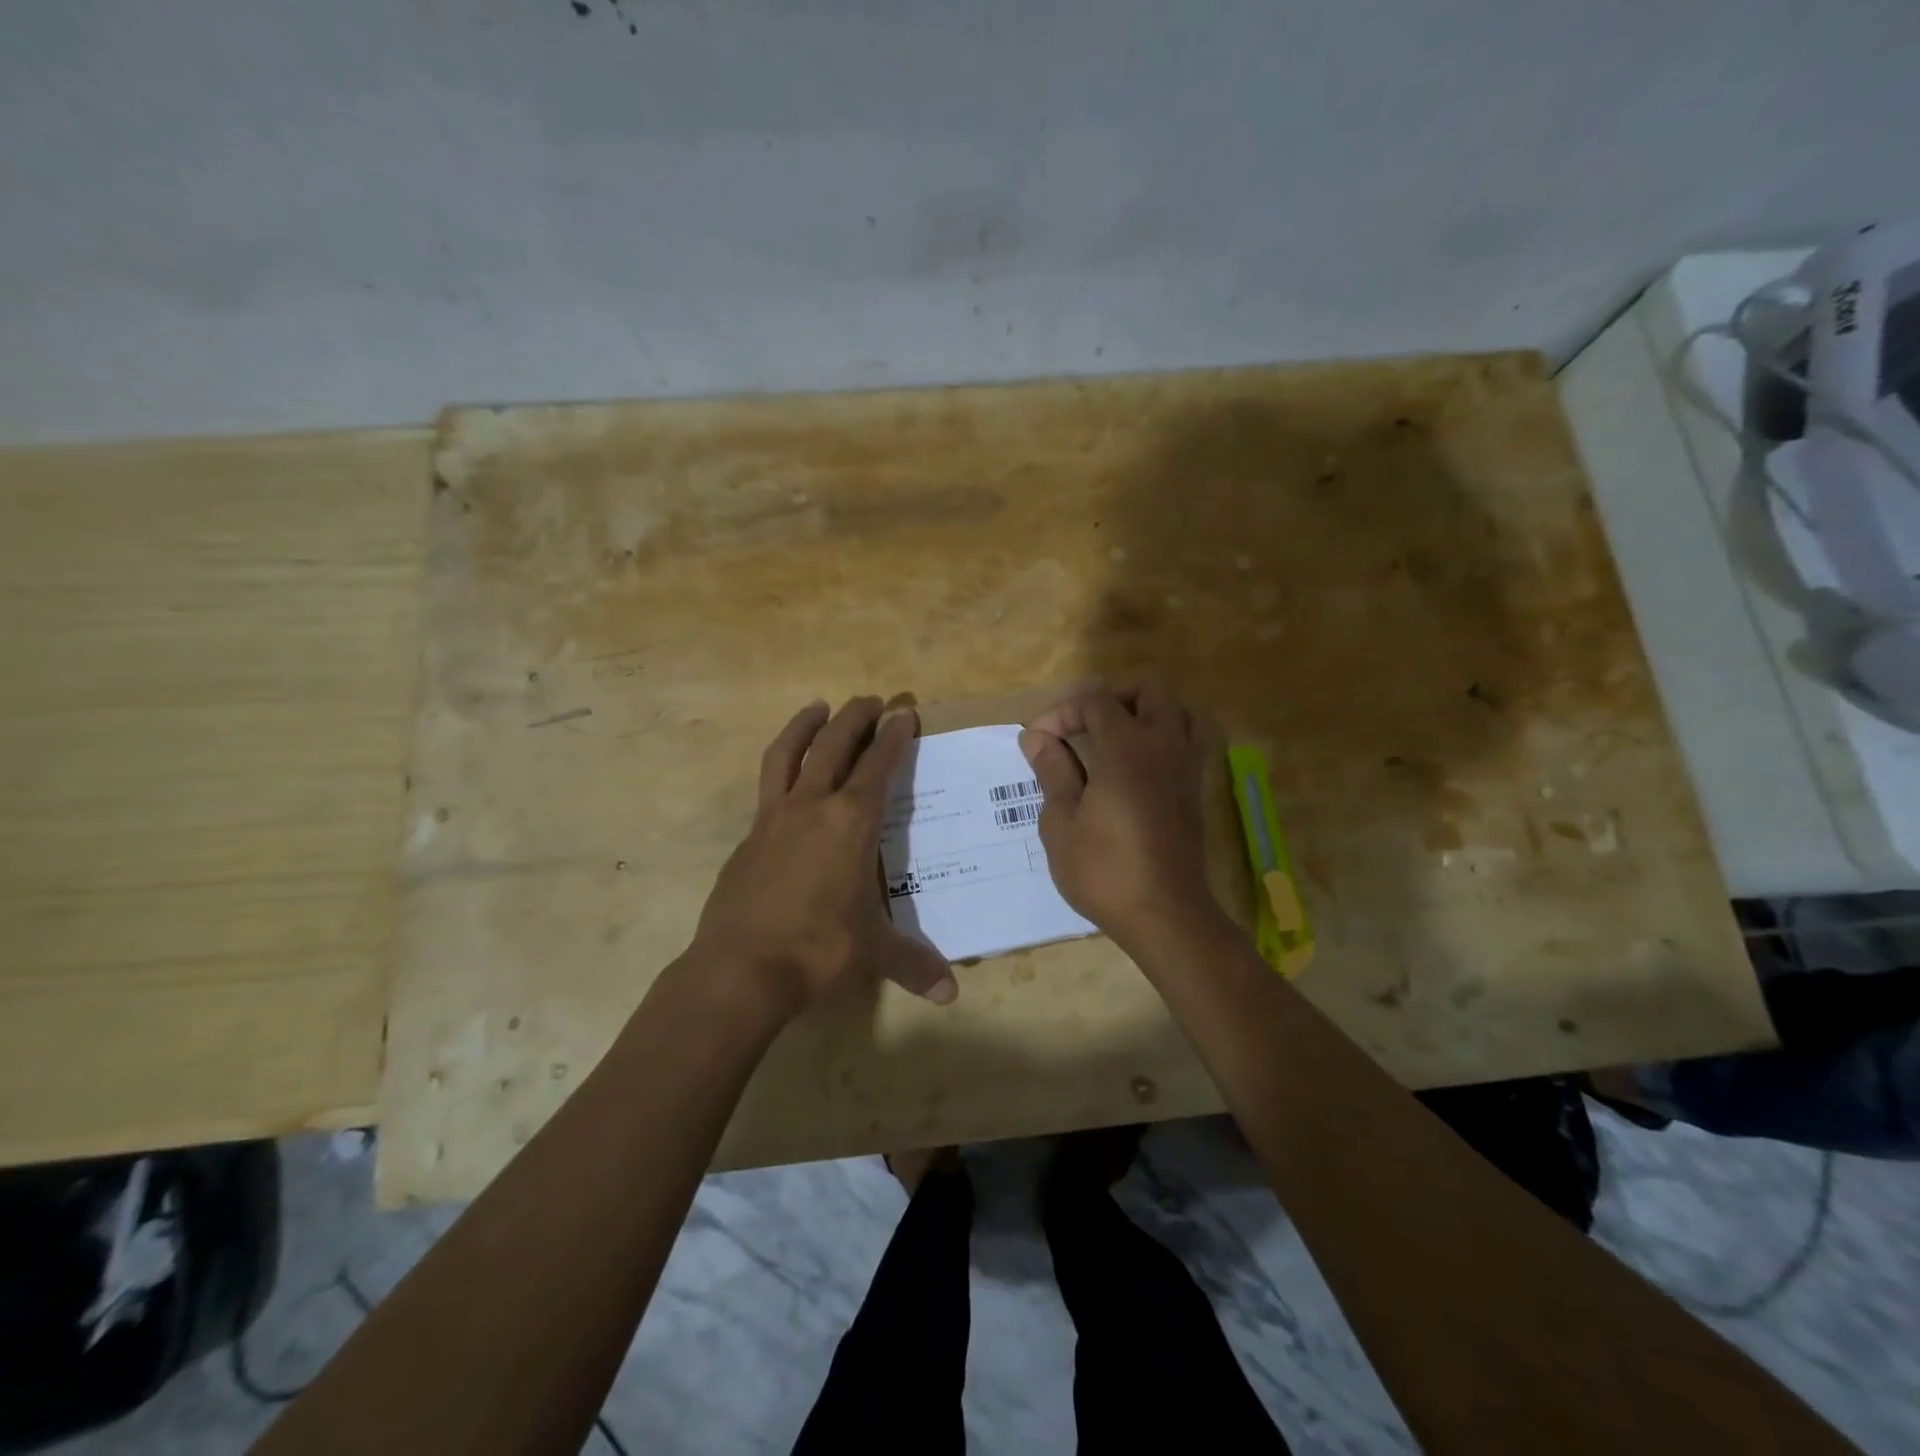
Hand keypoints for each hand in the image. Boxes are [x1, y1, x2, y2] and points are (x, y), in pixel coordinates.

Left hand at [690, 696, 957, 1017]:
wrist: (740, 969)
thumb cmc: (818, 949)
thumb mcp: (872, 953)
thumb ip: (913, 964)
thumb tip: (950, 994)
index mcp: (851, 822)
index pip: (878, 765)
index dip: (893, 737)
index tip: (903, 714)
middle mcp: (811, 807)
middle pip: (833, 745)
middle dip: (854, 717)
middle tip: (870, 700)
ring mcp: (772, 818)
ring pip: (787, 754)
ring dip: (805, 725)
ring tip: (817, 707)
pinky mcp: (748, 838)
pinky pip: (767, 787)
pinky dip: (782, 769)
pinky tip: (788, 781)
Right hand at [1018, 682, 1223, 955]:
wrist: (1164, 915)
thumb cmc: (1104, 871)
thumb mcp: (1061, 822)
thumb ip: (1052, 771)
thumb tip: (1036, 737)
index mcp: (1126, 749)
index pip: (1095, 701)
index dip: (1061, 712)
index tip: (1038, 742)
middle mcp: (1163, 746)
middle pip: (1146, 691)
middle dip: (1107, 698)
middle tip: (1078, 727)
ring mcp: (1185, 766)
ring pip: (1176, 710)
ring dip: (1143, 712)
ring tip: (1111, 738)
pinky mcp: (1195, 789)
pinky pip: (1188, 740)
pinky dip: (1163, 735)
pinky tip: (1136, 764)